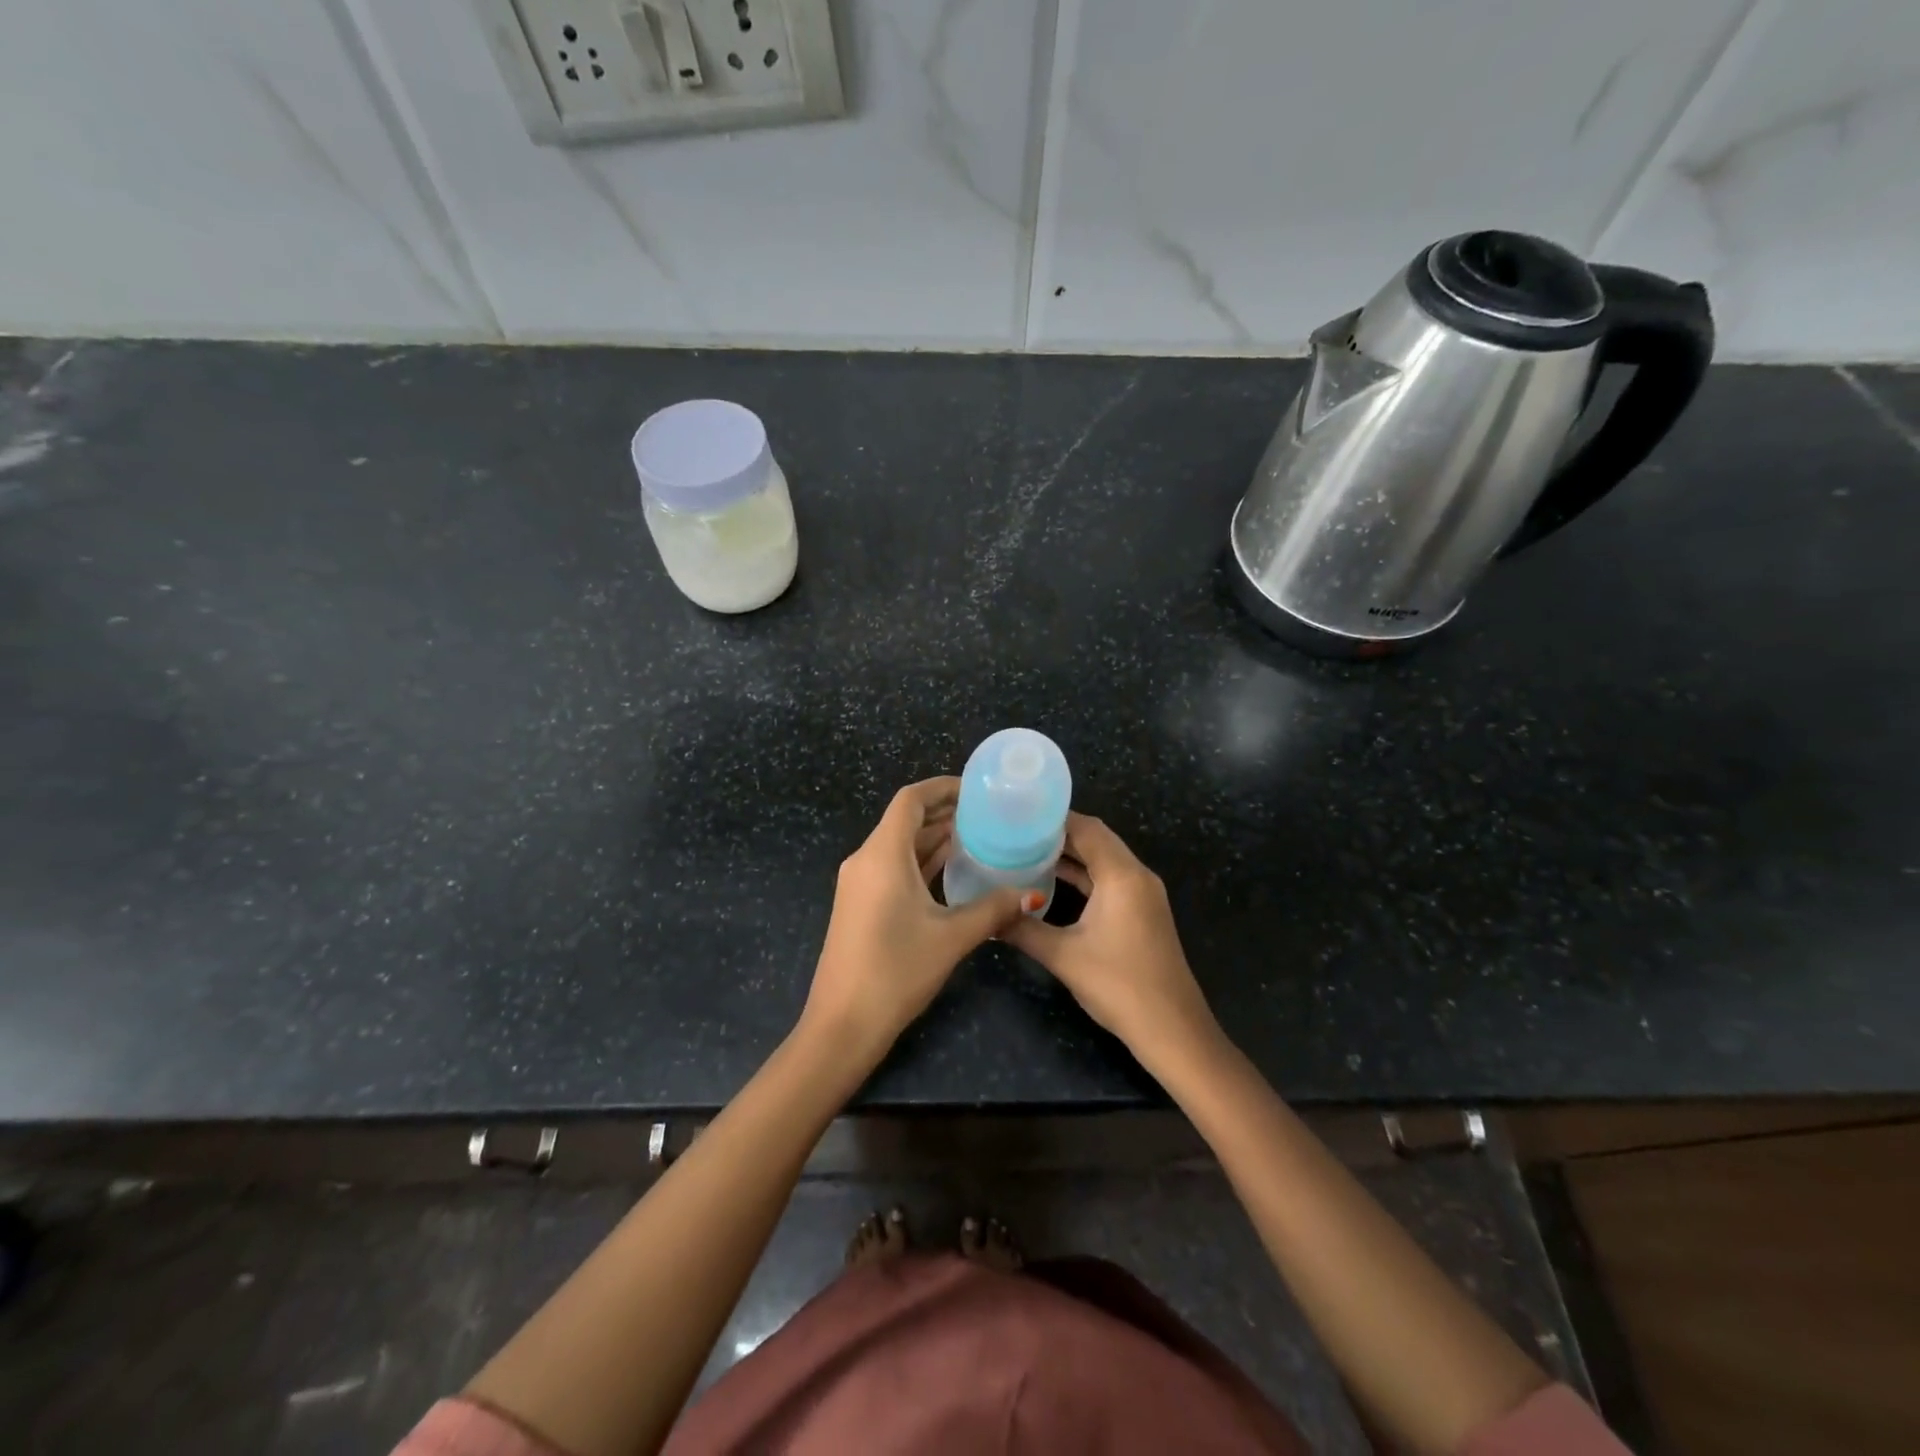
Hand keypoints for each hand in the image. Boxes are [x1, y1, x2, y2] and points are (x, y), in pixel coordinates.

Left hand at [802, 777, 1036, 1067]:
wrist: (842, 1024)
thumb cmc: (896, 971)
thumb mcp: (951, 937)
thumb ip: (993, 909)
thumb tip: (1032, 894)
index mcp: (882, 854)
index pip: (910, 800)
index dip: (942, 788)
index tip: (976, 790)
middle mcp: (865, 860)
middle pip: (905, 820)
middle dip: (944, 813)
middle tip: (988, 815)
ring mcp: (859, 884)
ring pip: (900, 846)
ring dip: (934, 839)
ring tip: (979, 838)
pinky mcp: (860, 905)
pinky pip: (893, 868)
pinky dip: (922, 863)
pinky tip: (953, 873)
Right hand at [1004, 813, 1219, 1069]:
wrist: (1172, 1030)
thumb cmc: (1119, 986)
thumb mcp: (1063, 956)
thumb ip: (1023, 929)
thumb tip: (987, 915)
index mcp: (1122, 875)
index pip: (1087, 828)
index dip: (1053, 818)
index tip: (1018, 814)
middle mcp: (1137, 875)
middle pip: (1096, 839)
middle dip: (1058, 834)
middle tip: (1015, 831)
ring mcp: (1143, 894)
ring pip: (1103, 860)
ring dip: (1071, 855)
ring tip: (1026, 851)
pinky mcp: (1142, 912)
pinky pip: (1110, 879)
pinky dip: (1084, 876)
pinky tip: (1052, 882)